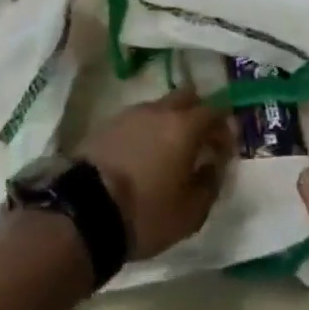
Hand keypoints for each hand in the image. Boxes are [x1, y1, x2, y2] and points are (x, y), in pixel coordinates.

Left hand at [76, 87, 233, 261]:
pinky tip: (142, 156)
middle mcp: (158, 111)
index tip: (225, 148)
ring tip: (167, 152)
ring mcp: (129, 114)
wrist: (83, 211)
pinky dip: (146, 131)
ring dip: (169, 122)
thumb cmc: (146, 213)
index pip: (215, 111)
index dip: (224, 127)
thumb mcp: (190, 213)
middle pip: (186, 96)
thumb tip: (214, 165)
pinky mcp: (106, 125)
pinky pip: (136, 120)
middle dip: (198, 113)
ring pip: (159, 107)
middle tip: (199, 141)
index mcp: (184, 126)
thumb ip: (210, 184)